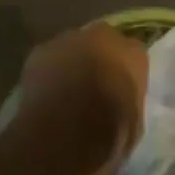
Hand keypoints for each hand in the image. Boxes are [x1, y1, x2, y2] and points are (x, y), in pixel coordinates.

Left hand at [15, 23, 148, 174]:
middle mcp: (104, 37)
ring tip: (64, 92)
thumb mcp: (133, 127)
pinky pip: (47, 59)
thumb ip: (128, 103)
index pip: (134, 55)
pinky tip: (44, 95)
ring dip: (70, 63)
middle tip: (91, 88)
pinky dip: (46, 73)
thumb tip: (120, 105)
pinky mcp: (40, 51)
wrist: (63, 136)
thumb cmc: (108, 137)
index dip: (124, 73)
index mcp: (134, 55)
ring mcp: (69, 40)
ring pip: (72, 47)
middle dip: (98, 59)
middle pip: (102, 42)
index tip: (119, 91)